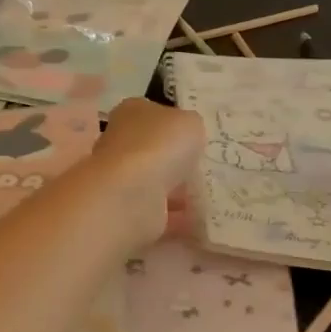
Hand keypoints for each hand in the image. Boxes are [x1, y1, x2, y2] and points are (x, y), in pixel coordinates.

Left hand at [90, 99, 205, 246]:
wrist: (132, 194)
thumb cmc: (160, 145)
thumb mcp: (190, 122)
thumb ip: (191, 127)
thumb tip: (188, 136)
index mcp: (131, 112)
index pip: (153, 113)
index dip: (174, 124)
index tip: (196, 139)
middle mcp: (121, 142)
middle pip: (154, 149)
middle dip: (176, 160)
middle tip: (206, 169)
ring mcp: (121, 177)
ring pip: (156, 181)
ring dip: (179, 191)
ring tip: (209, 196)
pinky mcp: (128, 209)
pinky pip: (160, 212)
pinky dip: (178, 217)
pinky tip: (201, 219)